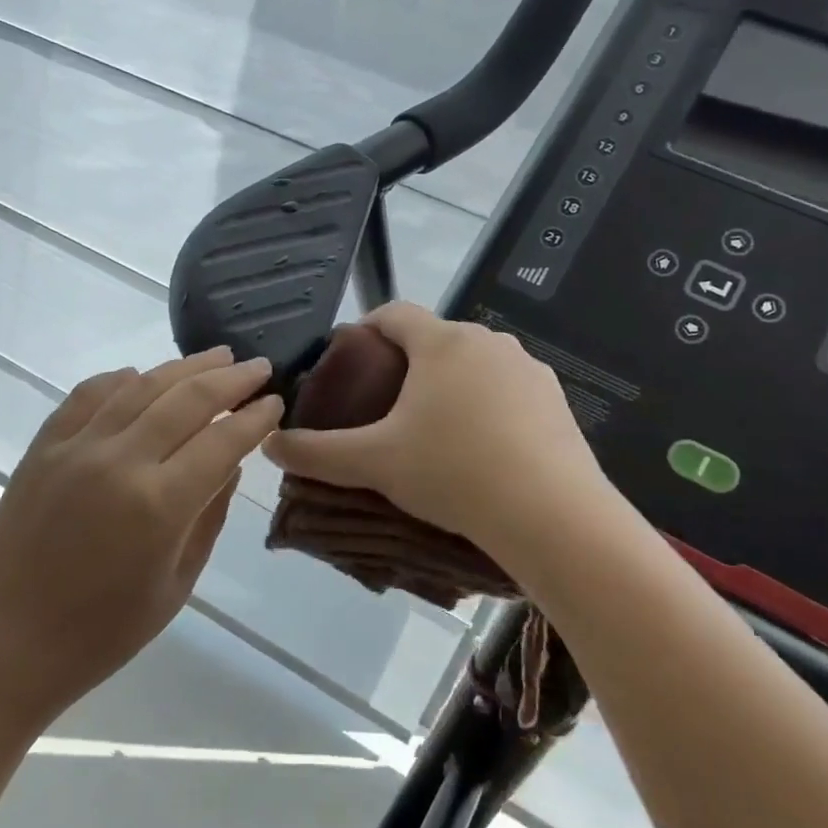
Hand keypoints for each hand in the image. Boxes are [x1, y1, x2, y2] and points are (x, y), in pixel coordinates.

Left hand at [0, 348, 282, 729]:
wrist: (3, 645)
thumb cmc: (101, 633)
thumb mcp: (177, 584)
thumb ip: (209, 517)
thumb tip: (230, 464)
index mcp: (160, 505)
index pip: (223, 441)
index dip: (255, 417)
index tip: (276, 401)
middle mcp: (120, 461)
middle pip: (187, 399)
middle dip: (231, 379)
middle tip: (259, 366)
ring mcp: (76, 448)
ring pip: (141, 385)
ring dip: (184, 367)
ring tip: (216, 357)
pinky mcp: (43, 447)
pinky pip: (89, 394)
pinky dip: (122, 379)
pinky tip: (142, 376)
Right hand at [262, 302, 612, 555]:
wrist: (550, 514)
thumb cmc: (452, 472)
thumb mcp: (375, 464)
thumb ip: (317, 453)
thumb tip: (269, 445)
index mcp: (441, 343)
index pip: (395, 313)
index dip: (368, 327)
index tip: (354, 355)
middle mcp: (487, 342)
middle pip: (436, 340)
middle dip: (409, 365)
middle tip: (387, 407)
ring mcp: (528, 369)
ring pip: (476, 366)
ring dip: (452, 386)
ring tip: (437, 432)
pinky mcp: (557, 399)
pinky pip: (510, 391)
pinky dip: (490, 407)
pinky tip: (484, 449)